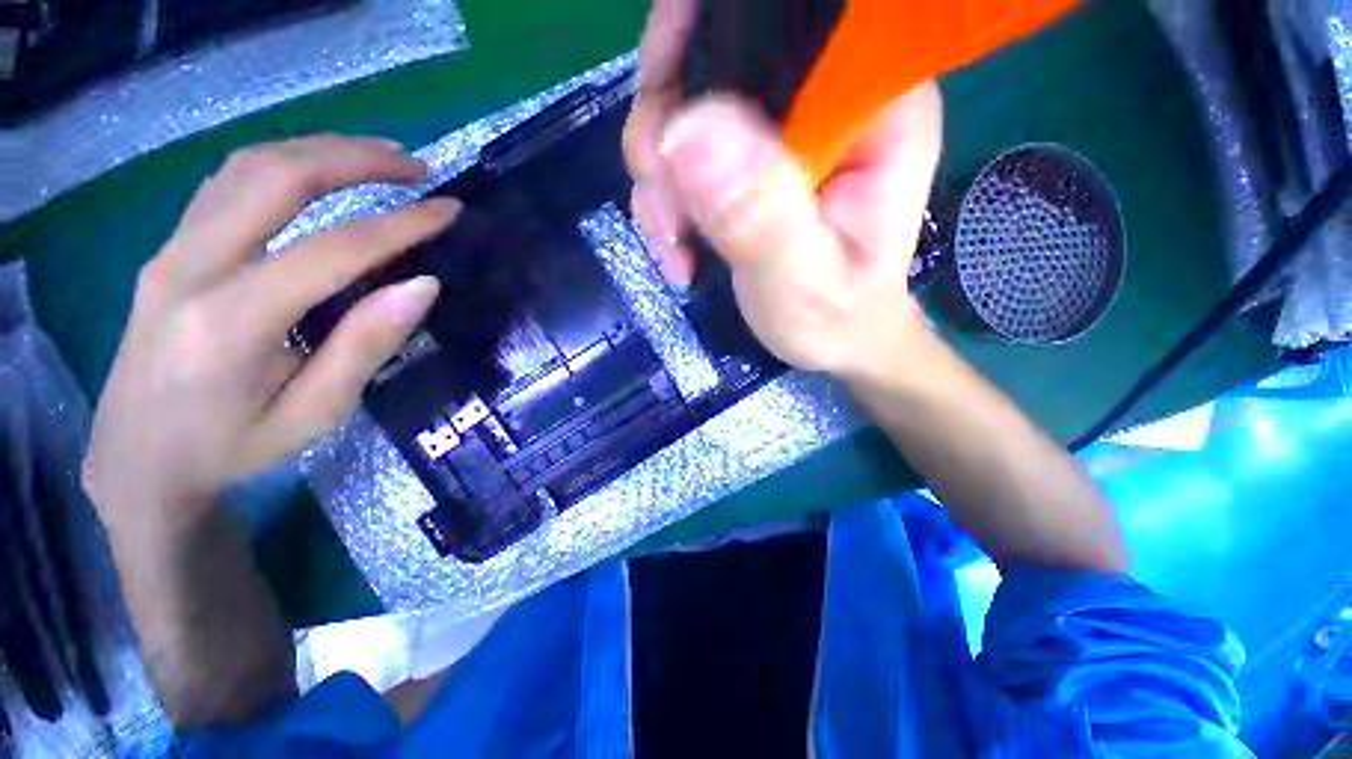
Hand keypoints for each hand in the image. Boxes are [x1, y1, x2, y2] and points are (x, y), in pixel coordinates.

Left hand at [84, 135, 456, 521]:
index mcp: (233, 322)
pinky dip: (283, 164)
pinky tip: (318, 173)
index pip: (333, 249)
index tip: (449, 209)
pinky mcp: (169, 249)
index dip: (401, 224)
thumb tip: (423, 286)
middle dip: (356, 158)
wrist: (137, 460)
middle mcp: (192, 268)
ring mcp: (172, 251)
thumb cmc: (232, 447)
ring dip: (320, 150)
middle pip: (277, 177)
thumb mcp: (315, 413)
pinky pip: (227, 183)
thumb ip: (366, 345)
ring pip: (248, 167)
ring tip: (378, 157)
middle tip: (417, 166)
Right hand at [623, 0, 943, 380]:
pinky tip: (678, 248)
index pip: (787, 21)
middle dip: (667, 132)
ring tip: (674, 244)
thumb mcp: (801, 281)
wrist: (833, 339)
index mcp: (872, 107)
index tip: (664, 119)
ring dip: (660, 178)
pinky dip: (666, 198)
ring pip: (687, 107)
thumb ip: (759, 215)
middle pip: (717, 57)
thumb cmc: (836, 319)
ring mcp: (783, 128)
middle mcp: (828, 97)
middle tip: (667, 214)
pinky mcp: (751, 159)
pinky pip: (684, 152)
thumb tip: (685, 132)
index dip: (704, 37)